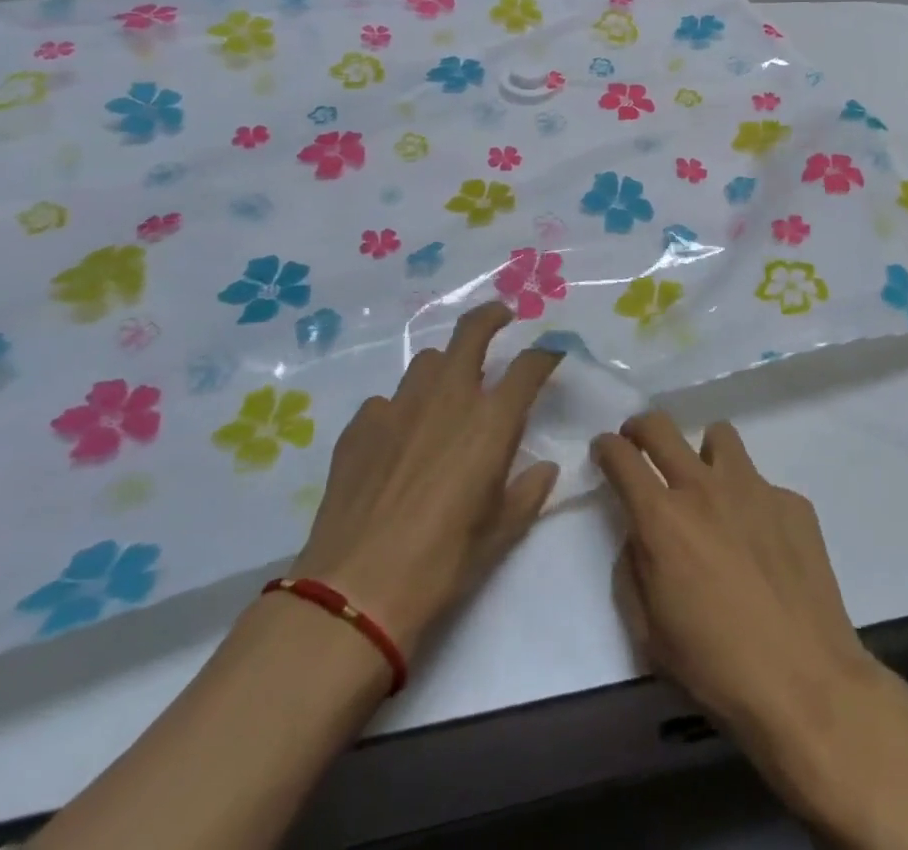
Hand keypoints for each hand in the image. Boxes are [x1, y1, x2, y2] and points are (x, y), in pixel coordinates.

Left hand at [289, 302, 559, 660]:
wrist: (355, 590)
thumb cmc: (442, 562)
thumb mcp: (501, 533)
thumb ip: (528, 492)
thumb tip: (544, 469)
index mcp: (491, 421)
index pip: (529, 366)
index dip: (545, 355)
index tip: (552, 355)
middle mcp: (448, 398)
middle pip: (471, 332)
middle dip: (491, 316)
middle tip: (501, 317)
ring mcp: (399, 406)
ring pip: (426, 362)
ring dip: (444, 366)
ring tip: (447, 389)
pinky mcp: (361, 425)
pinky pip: (387, 401)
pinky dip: (401, 409)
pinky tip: (397, 439)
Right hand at [591, 414, 883, 752]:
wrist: (805, 682)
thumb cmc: (715, 668)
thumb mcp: (649, 633)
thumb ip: (634, 570)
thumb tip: (639, 536)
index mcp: (662, 519)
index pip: (621, 457)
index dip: (606, 447)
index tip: (605, 451)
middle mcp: (704, 488)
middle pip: (661, 427)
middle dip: (641, 428)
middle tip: (641, 444)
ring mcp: (753, 488)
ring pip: (719, 437)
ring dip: (704, 454)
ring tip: (710, 488)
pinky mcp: (792, 501)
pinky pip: (762, 485)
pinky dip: (752, 503)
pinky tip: (763, 545)